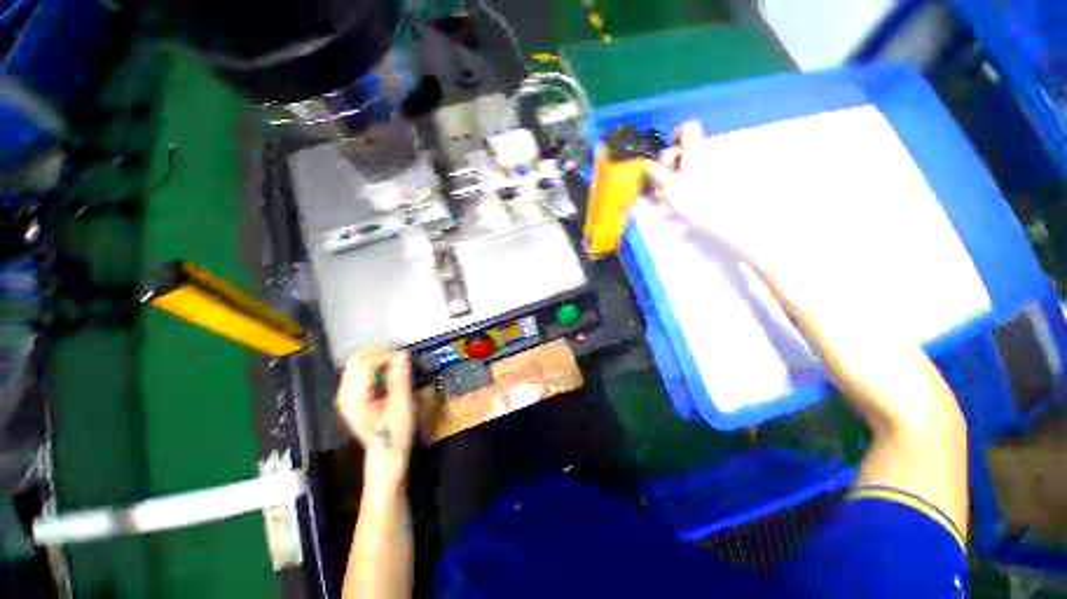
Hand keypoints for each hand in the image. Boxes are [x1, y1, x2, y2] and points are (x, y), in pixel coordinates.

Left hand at [336, 349, 414, 491]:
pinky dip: (372, 366)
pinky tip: (386, 370)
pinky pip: (357, 373)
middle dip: (378, 353)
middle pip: (355, 362)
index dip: (384, 356)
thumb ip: (400, 378)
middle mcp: (344, 396)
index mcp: (355, 400)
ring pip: (354, 365)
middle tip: (398, 355)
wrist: (386, 455)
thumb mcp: (402, 405)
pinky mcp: (349, 397)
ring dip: (375, 358)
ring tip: (394, 360)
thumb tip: (403, 354)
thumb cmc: (395, 433)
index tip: (403, 357)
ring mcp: (344, 397)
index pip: (364, 366)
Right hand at [645, 121, 768, 270]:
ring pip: (703, 158)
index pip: (689, 128)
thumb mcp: (669, 188)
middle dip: (681, 158)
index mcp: (696, 150)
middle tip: (672, 178)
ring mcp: (725, 162)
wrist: (730, 218)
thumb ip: (657, 174)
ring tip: (684, 191)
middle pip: (695, 145)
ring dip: (691, 169)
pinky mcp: (732, 174)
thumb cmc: (696, 201)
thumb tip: (648, 164)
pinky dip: (703, 177)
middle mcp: (712, 150)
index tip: (669, 153)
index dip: (677, 135)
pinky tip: (699, 195)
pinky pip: (713, 169)